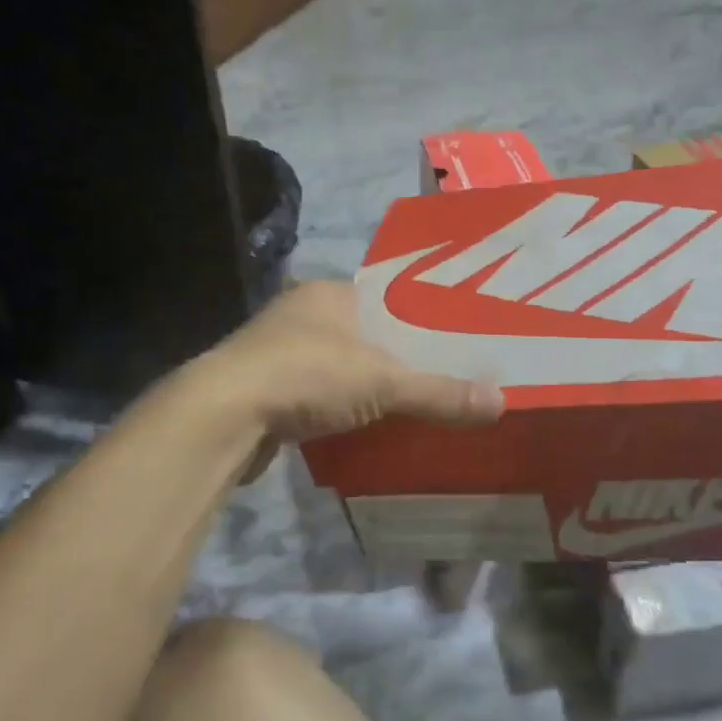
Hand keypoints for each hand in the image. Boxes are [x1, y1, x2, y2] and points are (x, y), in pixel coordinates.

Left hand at [197, 280, 501, 453]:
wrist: (220, 418)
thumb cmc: (305, 376)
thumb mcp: (381, 382)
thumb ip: (439, 392)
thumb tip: (500, 402)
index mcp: (330, 293)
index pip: (390, 298)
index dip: (423, 319)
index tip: (455, 343)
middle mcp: (303, 314)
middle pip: (368, 335)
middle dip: (399, 359)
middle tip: (442, 381)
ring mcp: (279, 352)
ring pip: (342, 366)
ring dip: (369, 386)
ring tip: (413, 406)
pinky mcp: (267, 389)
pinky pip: (320, 394)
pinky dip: (343, 408)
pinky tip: (368, 427)